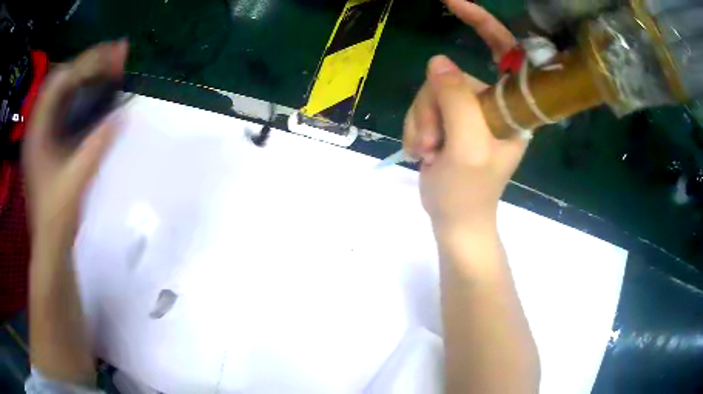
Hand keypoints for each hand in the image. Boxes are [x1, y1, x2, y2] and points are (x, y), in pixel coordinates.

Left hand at [23, 40, 127, 242]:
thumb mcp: (75, 180)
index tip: (114, 52)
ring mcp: (44, 134)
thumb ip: (97, 145)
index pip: (60, 79)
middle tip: (118, 58)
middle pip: (63, 81)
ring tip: (112, 70)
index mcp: (37, 130)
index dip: (87, 62)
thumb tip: (122, 113)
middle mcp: (38, 125)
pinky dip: (83, 97)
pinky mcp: (50, 143)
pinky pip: (67, 109)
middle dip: (90, 65)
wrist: (50, 245)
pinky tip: (97, 96)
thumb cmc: (56, 215)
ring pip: (65, 94)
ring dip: (88, 79)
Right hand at [403, 1, 526, 231]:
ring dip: (421, 122)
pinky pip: (422, 106)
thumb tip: (438, 62)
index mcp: (511, 107)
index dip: (483, 24)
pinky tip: (423, 153)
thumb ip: (456, 101)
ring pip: (431, 92)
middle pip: (452, 76)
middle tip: (433, 144)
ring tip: (428, 153)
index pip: (505, 52)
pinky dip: (416, 128)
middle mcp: (492, 102)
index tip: (453, 4)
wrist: (455, 219)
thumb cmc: (470, 192)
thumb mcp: (466, 148)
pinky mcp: (448, 118)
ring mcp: (468, 110)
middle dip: (432, 107)